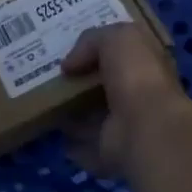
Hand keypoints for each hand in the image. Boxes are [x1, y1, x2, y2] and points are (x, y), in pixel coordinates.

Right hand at [61, 23, 191, 181]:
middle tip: (48, 75)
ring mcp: (126, 127)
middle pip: (105, 86)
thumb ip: (92, 41)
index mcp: (147, 67)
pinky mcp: (111, 152)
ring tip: (43, 101)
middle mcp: (139, 96)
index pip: (124, 55)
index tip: (71, 49)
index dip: (100, 49)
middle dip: (80, 82)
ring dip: (73, 112)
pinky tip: (52, 130)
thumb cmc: (137, 76)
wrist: (146, 128)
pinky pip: (85, 145)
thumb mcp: (117, 38)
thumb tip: (69, 66)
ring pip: (94, 116)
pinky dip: (71, 142)